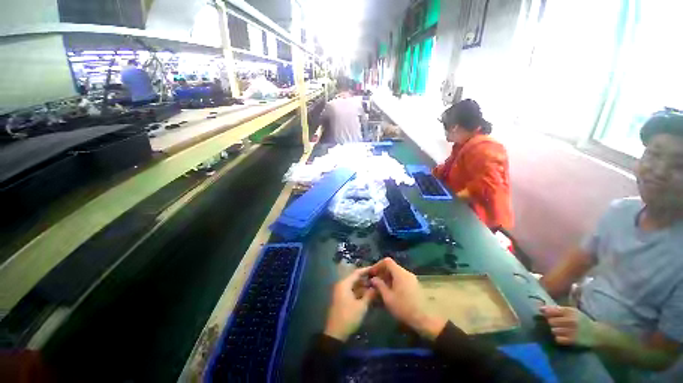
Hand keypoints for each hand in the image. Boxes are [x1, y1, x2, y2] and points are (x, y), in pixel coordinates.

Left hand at [323, 267, 376, 340]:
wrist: (335, 334)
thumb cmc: (348, 317)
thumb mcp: (361, 306)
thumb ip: (370, 295)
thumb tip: (376, 287)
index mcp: (345, 284)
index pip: (357, 273)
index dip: (366, 270)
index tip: (376, 269)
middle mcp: (342, 285)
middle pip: (355, 279)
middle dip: (366, 279)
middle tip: (378, 279)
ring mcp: (341, 293)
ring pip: (354, 286)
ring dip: (364, 287)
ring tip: (375, 288)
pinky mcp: (342, 300)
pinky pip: (352, 292)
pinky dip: (360, 293)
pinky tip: (369, 296)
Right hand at [369, 258, 446, 339]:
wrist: (424, 319)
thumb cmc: (403, 308)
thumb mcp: (388, 298)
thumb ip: (380, 286)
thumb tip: (374, 279)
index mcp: (400, 273)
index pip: (387, 261)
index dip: (378, 265)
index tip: (372, 273)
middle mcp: (406, 273)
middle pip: (392, 266)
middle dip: (382, 272)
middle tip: (375, 281)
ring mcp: (411, 278)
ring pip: (396, 273)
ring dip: (388, 277)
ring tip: (381, 287)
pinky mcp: (414, 285)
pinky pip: (401, 278)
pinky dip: (394, 281)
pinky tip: (390, 291)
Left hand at [540, 306, 599, 346]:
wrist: (597, 334)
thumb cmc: (582, 320)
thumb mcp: (572, 311)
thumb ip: (557, 309)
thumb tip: (541, 308)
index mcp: (570, 311)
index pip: (551, 311)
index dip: (545, 312)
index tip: (542, 312)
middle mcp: (571, 320)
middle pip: (550, 321)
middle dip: (551, 322)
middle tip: (556, 324)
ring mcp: (572, 331)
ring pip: (553, 330)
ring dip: (555, 330)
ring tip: (561, 330)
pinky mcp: (573, 340)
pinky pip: (558, 339)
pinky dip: (559, 338)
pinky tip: (564, 336)